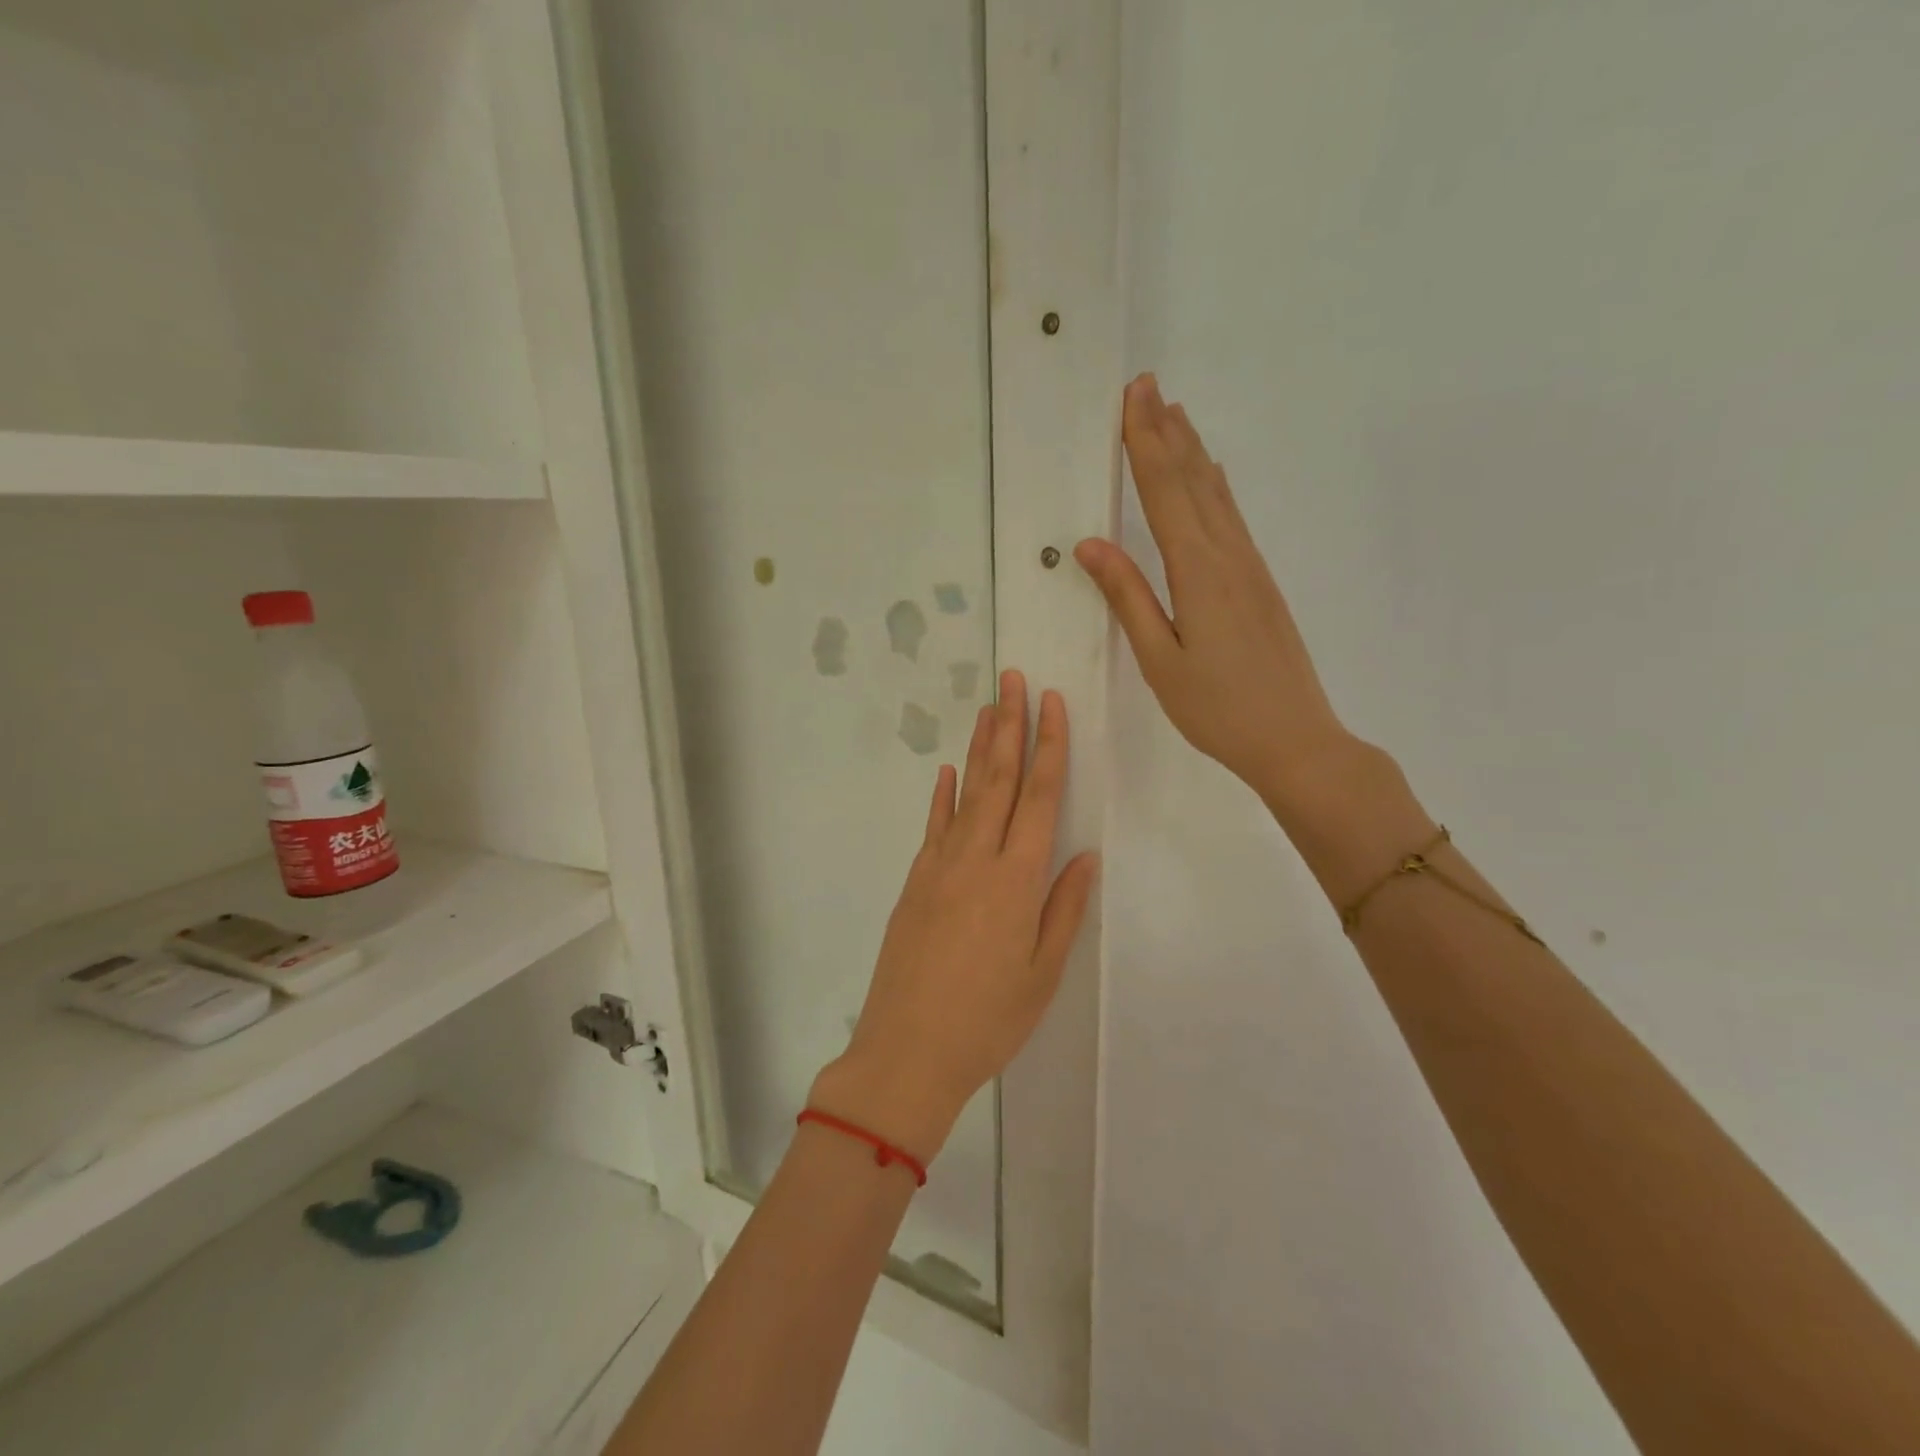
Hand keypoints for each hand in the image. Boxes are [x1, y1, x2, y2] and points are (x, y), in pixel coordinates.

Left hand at [810, 672, 1098, 1162]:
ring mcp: (939, 866)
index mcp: (1017, 879)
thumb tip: (1083, 855)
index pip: (1039, 797)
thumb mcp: (1041, 972)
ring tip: (989, 708)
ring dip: (979, 748)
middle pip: (999, 779)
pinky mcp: (915, 881)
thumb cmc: (987, 1020)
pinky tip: (947, 771)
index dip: (1049, 746)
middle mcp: (977, 858)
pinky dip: (942, 795)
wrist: (907, 1051)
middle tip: (1013, 678)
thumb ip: (1063, 908)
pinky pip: (933, 825)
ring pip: (965, 793)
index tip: (1052, 704)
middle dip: (1010, 725)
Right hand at [1075, 373, 1361, 808]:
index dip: (1145, 444)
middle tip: (1148, 386)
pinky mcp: (1261, 583)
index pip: (1164, 494)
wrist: (1295, 738)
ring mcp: (1250, 568)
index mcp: (1198, 572)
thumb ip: (1128, 598)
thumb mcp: (1160, 660)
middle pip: (1193, 481)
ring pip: (1217, 495)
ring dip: (1192, 452)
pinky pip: (1232, 518)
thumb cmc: (1217, 708)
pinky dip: (1215, 487)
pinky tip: (1213, 478)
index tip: (1132, 399)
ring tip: (1176, 415)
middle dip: (1166, 432)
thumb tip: (1091, 545)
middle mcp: (1229, 556)